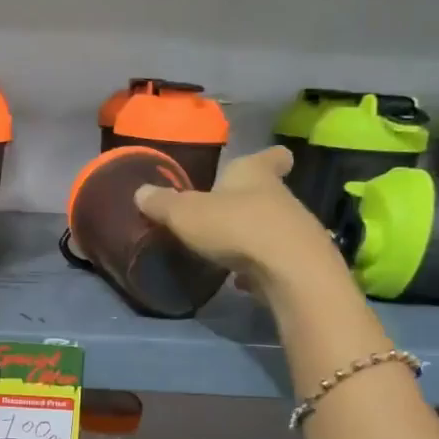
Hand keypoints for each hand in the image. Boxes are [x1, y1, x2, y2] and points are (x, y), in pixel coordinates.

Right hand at [135, 146, 346, 296]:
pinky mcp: (297, 263)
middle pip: (269, 192)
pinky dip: (260, 267)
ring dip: (253, 236)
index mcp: (254, 174)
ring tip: (229, 250)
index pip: (269, 157)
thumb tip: (141, 192)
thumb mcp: (186, 214)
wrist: (287, 269)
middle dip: (250, 201)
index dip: (270, 157)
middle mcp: (280, 196)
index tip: (274, 157)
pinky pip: (274, 260)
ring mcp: (294, 231)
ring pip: (273, 226)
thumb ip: (163, 204)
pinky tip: (242, 281)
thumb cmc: (235, 226)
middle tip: (227, 212)